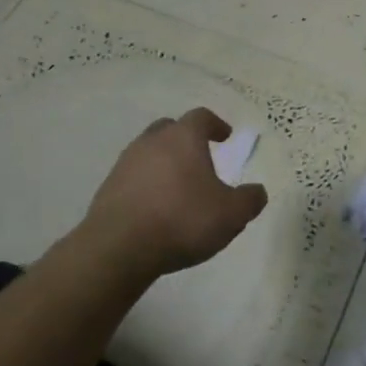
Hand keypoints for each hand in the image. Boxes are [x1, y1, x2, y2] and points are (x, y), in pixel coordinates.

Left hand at [81, 108, 267, 277]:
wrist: (119, 247)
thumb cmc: (182, 220)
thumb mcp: (231, 214)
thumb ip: (249, 200)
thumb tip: (257, 191)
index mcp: (183, 138)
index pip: (201, 117)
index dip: (215, 124)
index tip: (225, 136)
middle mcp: (152, 142)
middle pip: (170, 129)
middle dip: (185, 139)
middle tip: (199, 157)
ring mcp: (125, 164)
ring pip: (148, 152)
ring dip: (164, 163)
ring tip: (177, 187)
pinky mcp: (107, 189)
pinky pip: (133, 178)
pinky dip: (146, 185)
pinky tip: (155, 208)